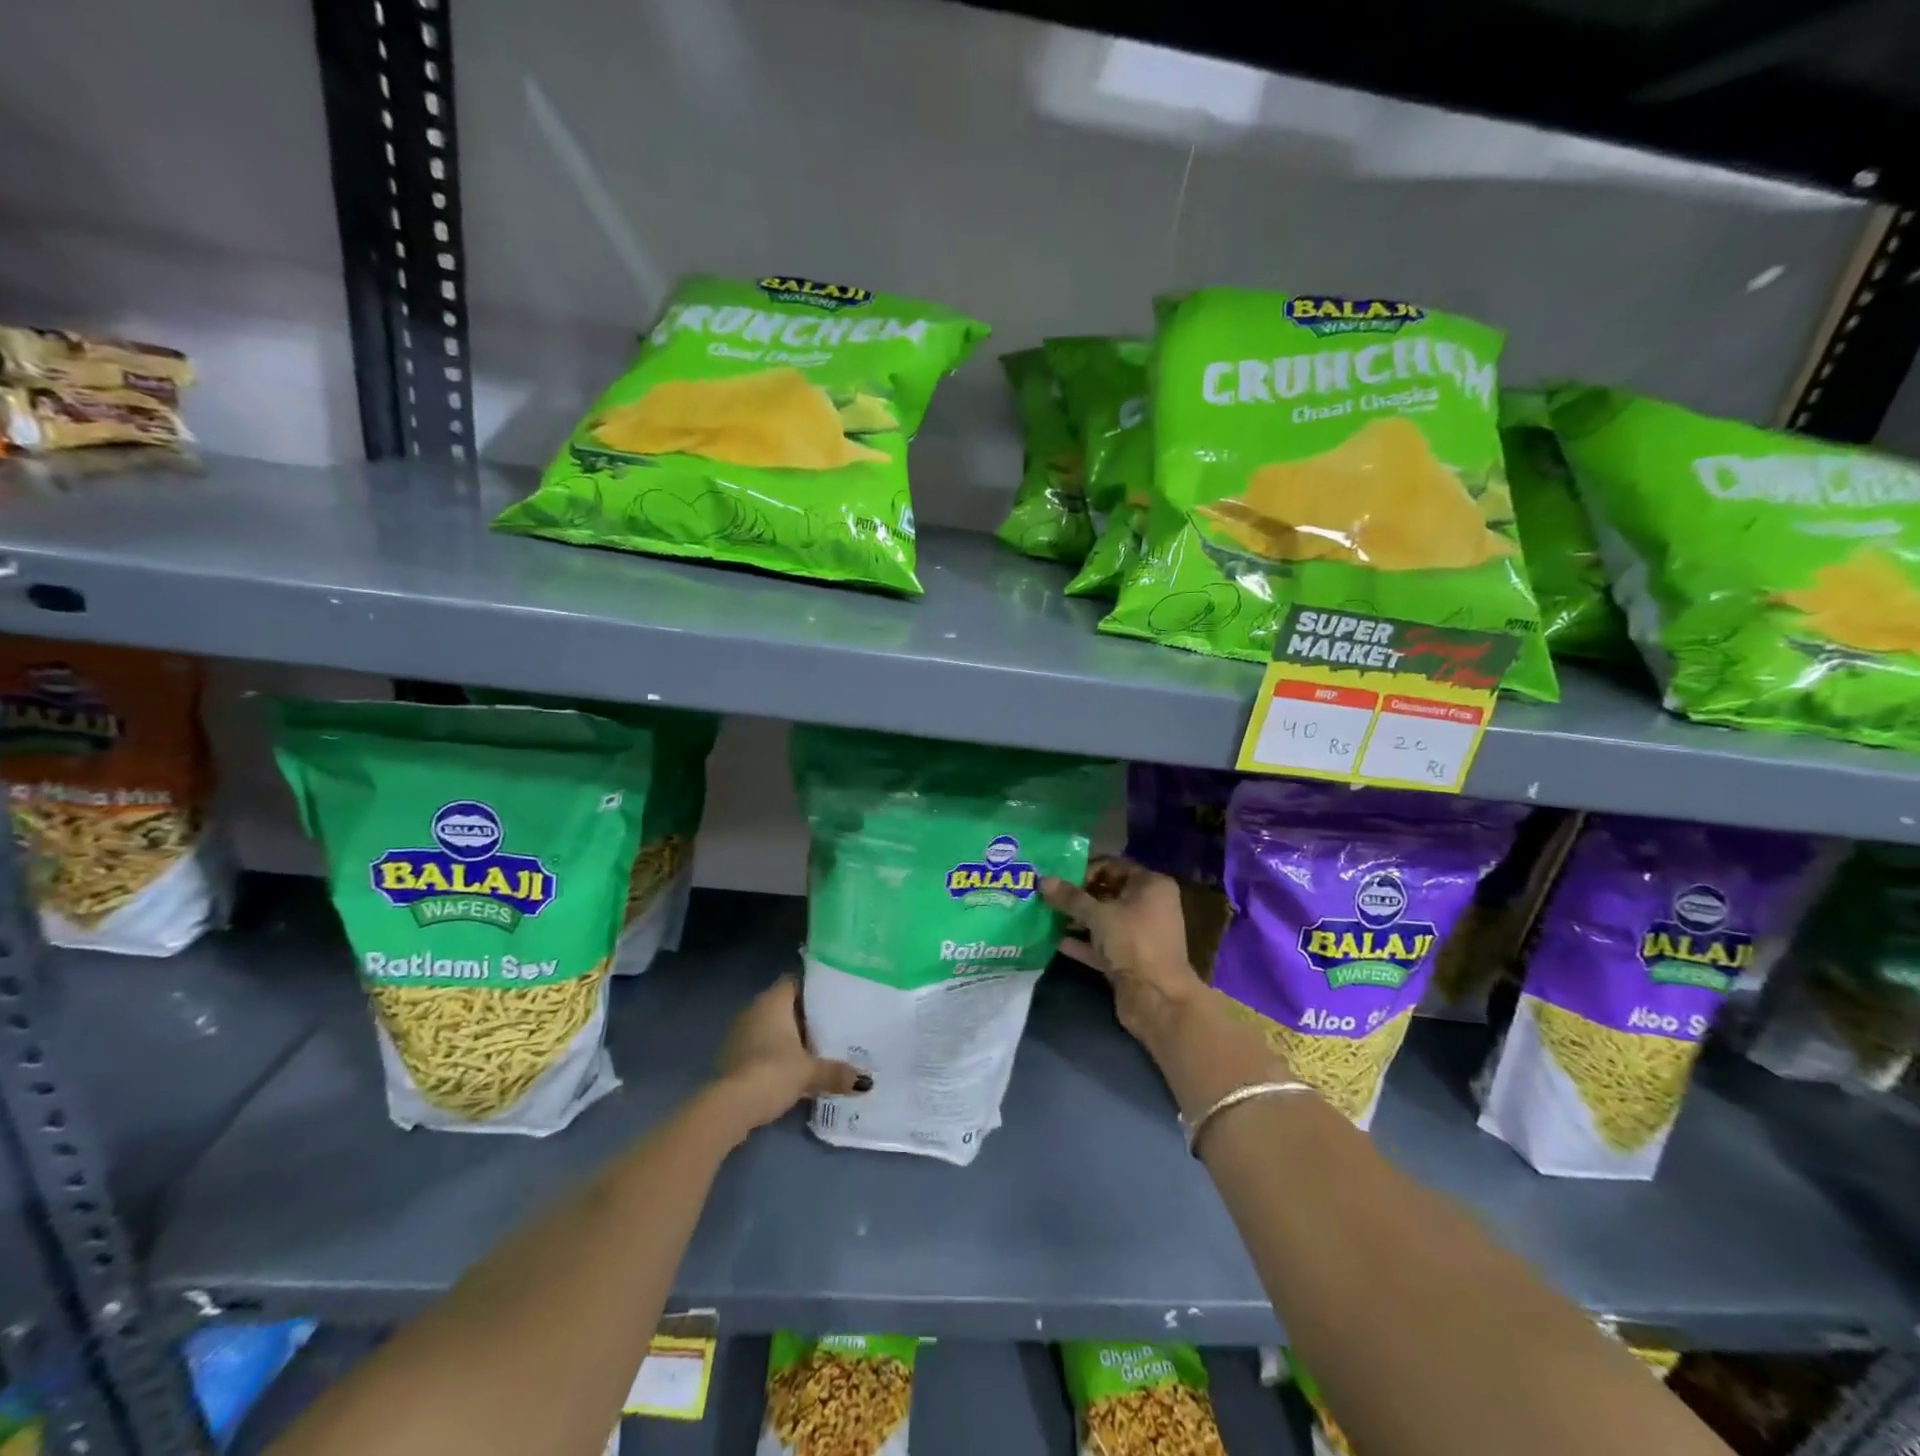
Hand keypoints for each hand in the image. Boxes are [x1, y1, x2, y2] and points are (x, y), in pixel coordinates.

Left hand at [713, 977, 868, 1132]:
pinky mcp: (734, 1056)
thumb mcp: (810, 1072)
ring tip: (819, 1046)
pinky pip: (762, 1046)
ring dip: (791, 1036)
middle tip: (835, 1022)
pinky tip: (794, 1068)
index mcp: (773, 1000)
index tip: (836, 995)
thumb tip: (865, 1082)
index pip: (796, 981)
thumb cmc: (773, 1072)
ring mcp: (741, 1033)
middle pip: (786, 1004)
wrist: (731, 1106)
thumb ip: (837, 1072)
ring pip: (773, 1027)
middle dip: (806, 1015)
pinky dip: (777, 1053)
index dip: (815, 987)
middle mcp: (754, 1009)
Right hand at [1042, 858, 1205, 1044]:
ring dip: (1077, 919)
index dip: (1085, 869)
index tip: (1058, 877)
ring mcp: (1139, 934)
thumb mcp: (1098, 915)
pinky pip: (1102, 944)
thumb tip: (1043, 880)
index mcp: (1150, 885)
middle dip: (1077, 896)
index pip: (1113, 866)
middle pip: (1107, 892)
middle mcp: (1148, 905)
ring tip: (1046, 916)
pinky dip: (1083, 942)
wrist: (1157, 998)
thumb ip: (1070, 897)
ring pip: (1103, 920)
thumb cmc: (1133, 942)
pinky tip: (1056, 941)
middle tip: (1047, 896)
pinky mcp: (1129, 958)